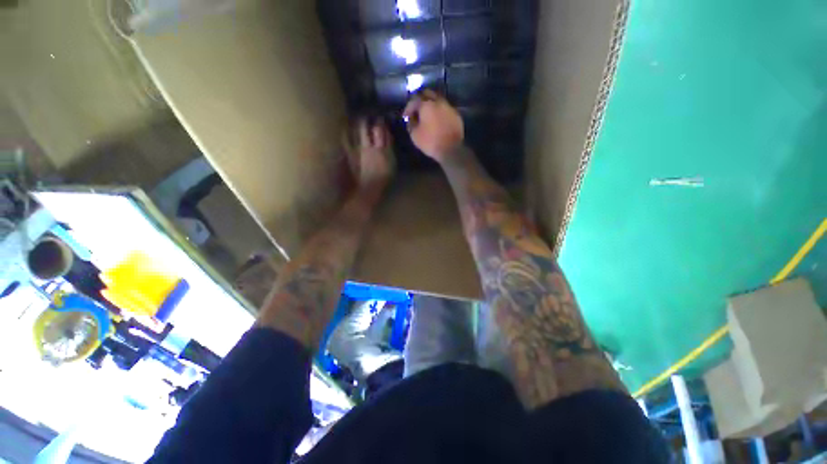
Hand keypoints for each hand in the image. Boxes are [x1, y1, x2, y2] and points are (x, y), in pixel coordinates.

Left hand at [346, 118, 394, 192]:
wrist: (369, 187)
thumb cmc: (384, 178)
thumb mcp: (392, 163)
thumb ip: (390, 148)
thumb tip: (388, 135)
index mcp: (382, 149)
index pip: (382, 131)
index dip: (381, 123)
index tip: (381, 117)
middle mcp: (370, 146)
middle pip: (369, 128)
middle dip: (369, 119)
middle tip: (369, 115)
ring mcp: (359, 149)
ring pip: (359, 131)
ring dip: (359, 123)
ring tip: (359, 118)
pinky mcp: (351, 154)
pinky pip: (347, 140)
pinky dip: (346, 133)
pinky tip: (345, 127)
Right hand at [403, 90, 463, 162]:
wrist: (451, 149)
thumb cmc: (431, 142)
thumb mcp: (415, 135)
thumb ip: (411, 123)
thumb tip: (411, 118)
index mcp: (427, 104)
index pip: (414, 99)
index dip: (408, 107)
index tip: (406, 116)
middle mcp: (439, 101)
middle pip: (428, 94)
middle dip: (420, 100)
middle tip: (417, 110)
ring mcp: (449, 107)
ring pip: (438, 100)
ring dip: (431, 105)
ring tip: (427, 115)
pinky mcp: (456, 115)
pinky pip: (445, 109)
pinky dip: (440, 112)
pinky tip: (438, 120)